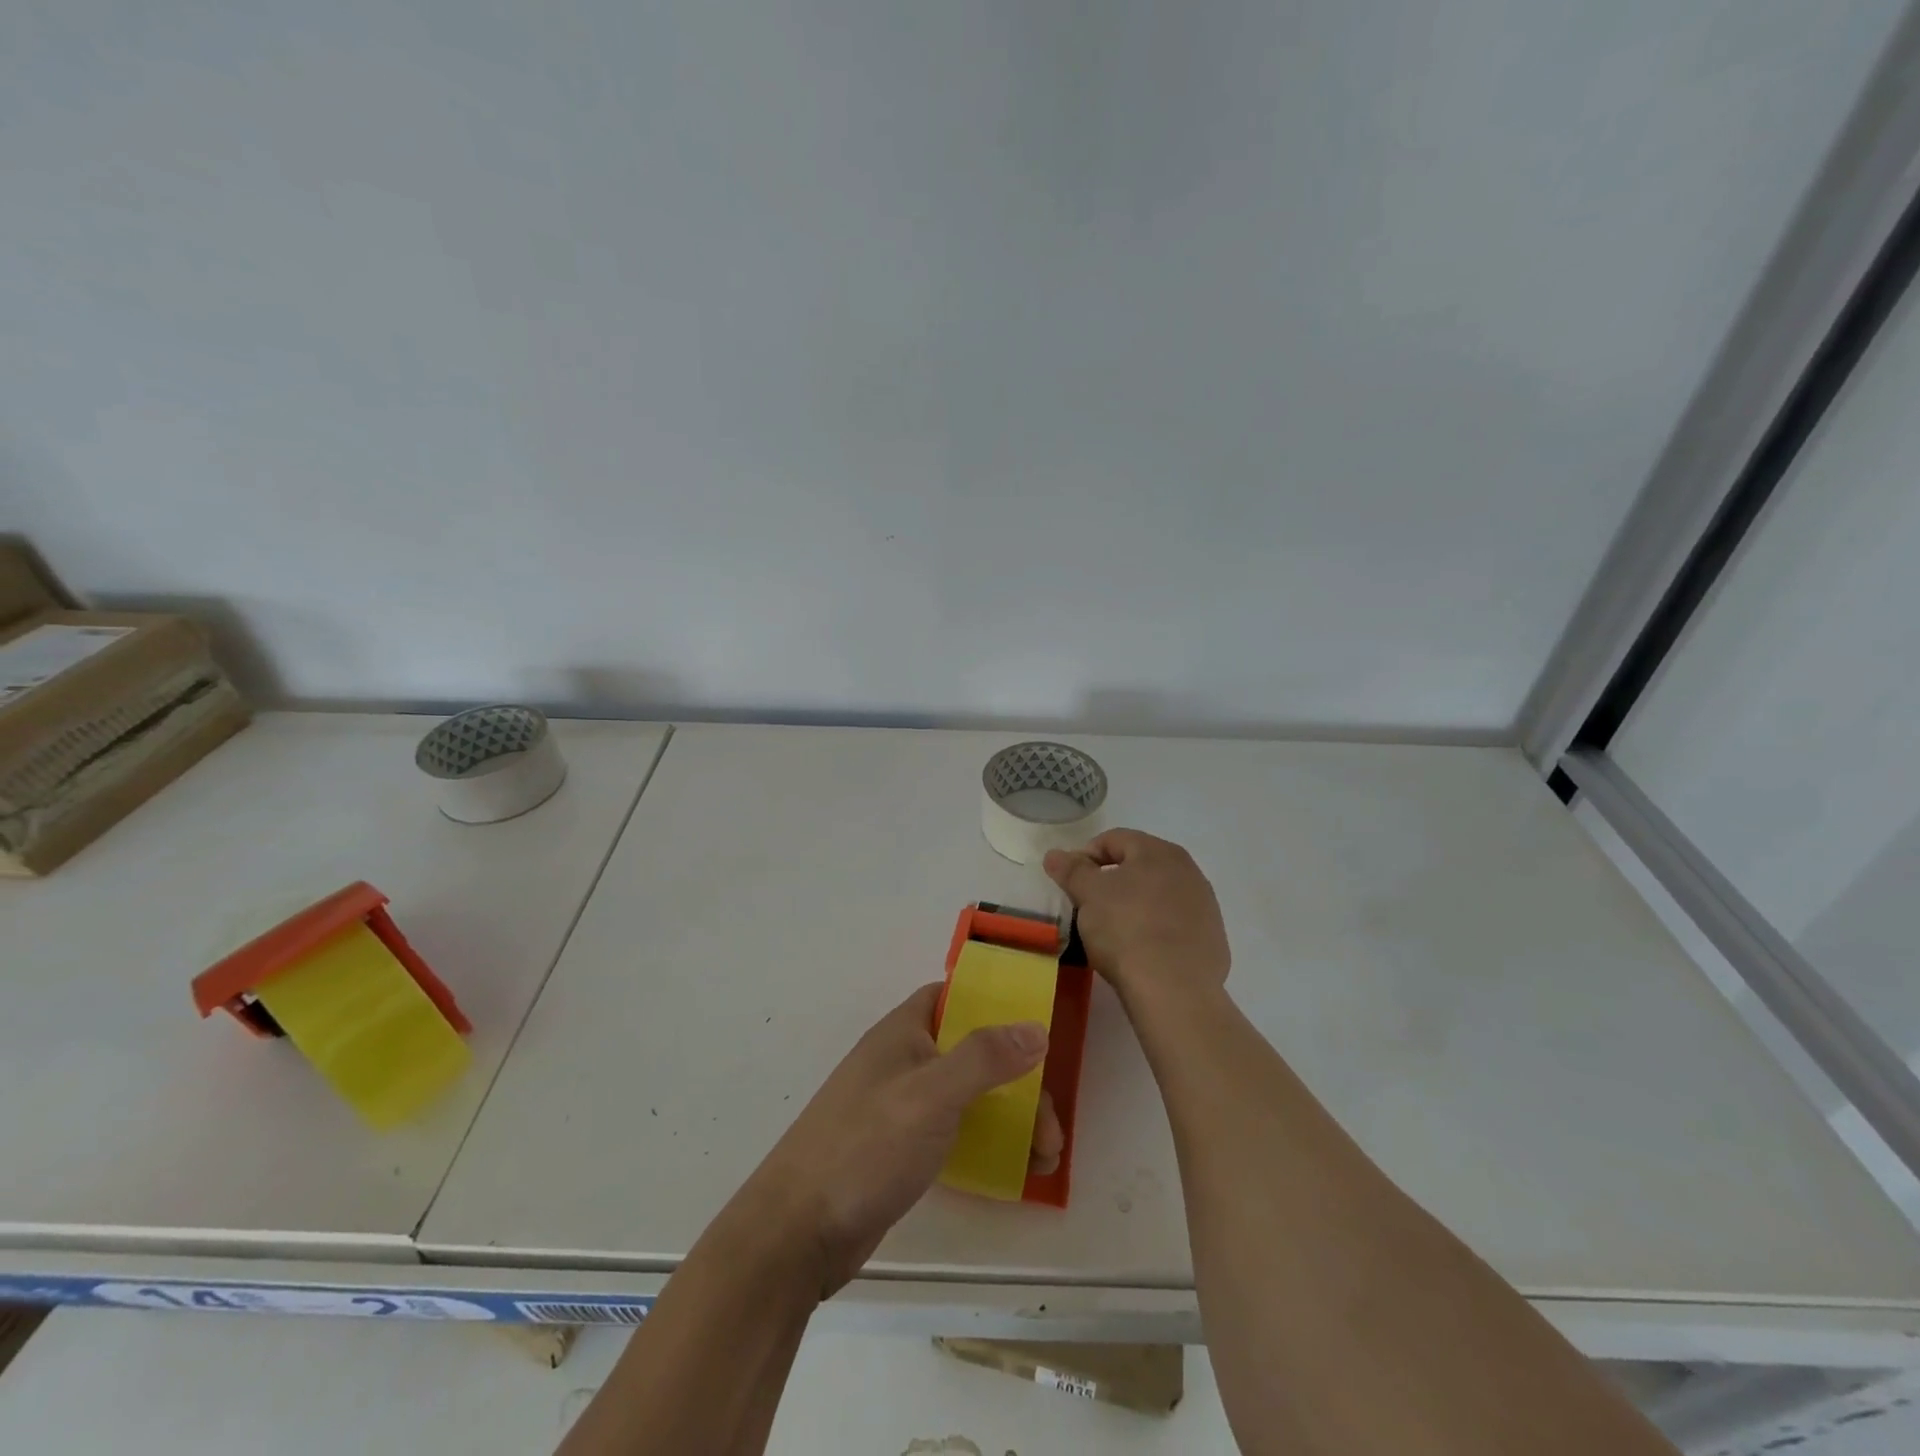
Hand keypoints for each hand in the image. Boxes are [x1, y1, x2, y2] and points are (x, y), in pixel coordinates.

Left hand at [736, 983, 1063, 1298]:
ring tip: (1046, 1158)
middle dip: (1018, 1078)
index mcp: (903, 1032)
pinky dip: (986, 1142)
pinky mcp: (901, 1149)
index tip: (1037, 1025)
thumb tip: (1036, 1028)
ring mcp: (901, 1107)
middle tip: (1052, 1126)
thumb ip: (984, 1058)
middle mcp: (903, 1061)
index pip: (953, 996)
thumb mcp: (930, 1094)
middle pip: (972, 1051)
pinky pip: (955, 1131)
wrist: (798, 1232)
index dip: (994, 1001)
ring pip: (968, 1095)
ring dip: (1010, 1116)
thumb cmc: (866, 1146)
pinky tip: (1013, 1170)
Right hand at [1044, 829, 1230, 1008]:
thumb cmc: (1126, 929)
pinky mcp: (1212, 940)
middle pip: (1139, 866)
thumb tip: (1055, 854)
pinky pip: (1175, 926)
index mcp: (1159, 852)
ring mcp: (1205, 906)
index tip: (1070, 882)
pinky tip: (1141, 952)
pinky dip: (1156, 931)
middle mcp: (1189, 871)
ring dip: (1135, 905)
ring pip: (1159, 896)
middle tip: (1089, 906)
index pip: (1114, 840)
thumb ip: (1071, 870)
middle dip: (1111, 881)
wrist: (1174, 989)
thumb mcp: (1088, 894)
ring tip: (1114, 932)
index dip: (1086, 856)